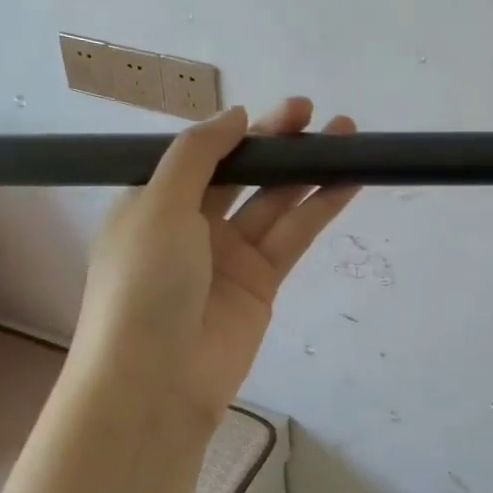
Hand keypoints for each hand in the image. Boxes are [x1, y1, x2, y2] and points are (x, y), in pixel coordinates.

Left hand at [72, 99, 358, 426]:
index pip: (202, 156)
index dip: (241, 132)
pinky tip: (348, 180)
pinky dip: (320, 207)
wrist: (155, 380)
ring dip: (309, 170)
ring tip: (348, 137)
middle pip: (243, 173)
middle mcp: (191, 225)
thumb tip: (235, 115)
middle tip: (316, 115)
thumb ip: (198, 154)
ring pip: (275, 202)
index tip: (278, 112)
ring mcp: (229, 256)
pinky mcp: (262, 284)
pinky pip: (293, 236)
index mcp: (155, 203)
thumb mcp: (158, 204)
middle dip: (279, 144)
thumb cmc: (143, 282)